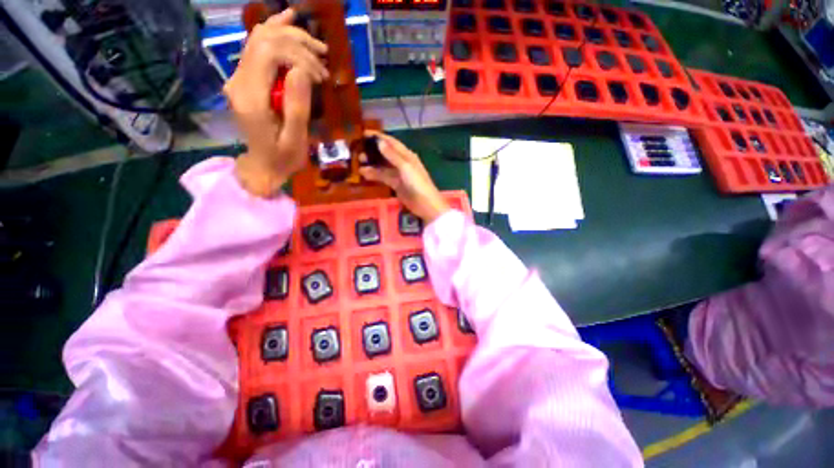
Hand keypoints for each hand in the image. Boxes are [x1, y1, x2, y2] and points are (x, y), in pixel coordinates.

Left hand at [224, 9, 328, 196]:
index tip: (320, 76)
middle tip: (323, 59)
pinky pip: (256, 46)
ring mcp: (239, 77)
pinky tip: (288, 20)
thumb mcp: (295, 139)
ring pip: (259, 38)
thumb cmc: (282, 158)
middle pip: (263, 40)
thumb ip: (297, 106)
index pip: (268, 52)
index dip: (298, 55)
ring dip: (290, 36)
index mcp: (250, 96)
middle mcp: (239, 80)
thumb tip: (303, 71)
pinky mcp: (246, 78)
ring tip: (317, 47)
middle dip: (297, 43)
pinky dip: (274, 32)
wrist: (263, 166)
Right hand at [359, 132, 449, 222]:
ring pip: (383, 166)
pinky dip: (374, 175)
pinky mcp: (396, 185)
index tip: (364, 133)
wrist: (424, 203)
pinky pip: (383, 177)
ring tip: (358, 163)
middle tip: (359, 152)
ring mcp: (399, 174)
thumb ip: (392, 155)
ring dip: (372, 164)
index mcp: (407, 155)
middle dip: (373, 151)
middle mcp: (402, 163)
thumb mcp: (405, 167)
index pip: (391, 142)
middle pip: (386, 154)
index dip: (379, 137)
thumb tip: (379, 141)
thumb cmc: (417, 183)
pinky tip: (364, 174)